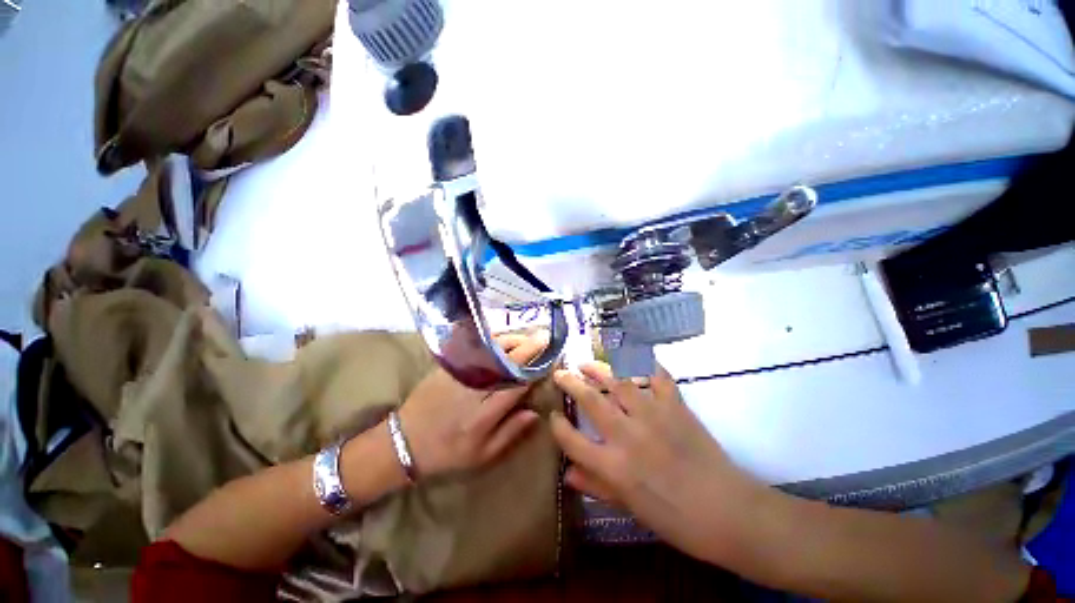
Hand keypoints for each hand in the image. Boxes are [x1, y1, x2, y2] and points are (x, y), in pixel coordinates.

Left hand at [397, 332, 546, 477]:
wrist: (404, 441)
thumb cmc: (447, 453)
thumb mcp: (481, 456)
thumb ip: (510, 433)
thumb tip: (535, 412)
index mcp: (484, 415)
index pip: (517, 385)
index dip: (535, 370)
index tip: (549, 359)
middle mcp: (474, 390)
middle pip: (506, 363)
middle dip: (528, 347)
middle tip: (544, 337)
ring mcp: (460, 374)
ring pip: (491, 351)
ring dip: (512, 340)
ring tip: (527, 336)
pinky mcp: (448, 366)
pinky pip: (473, 348)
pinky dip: (491, 340)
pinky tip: (502, 337)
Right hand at [550, 362, 767, 565]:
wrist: (728, 512)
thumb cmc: (676, 519)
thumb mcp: (631, 508)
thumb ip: (597, 486)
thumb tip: (567, 473)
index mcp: (614, 466)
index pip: (573, 440)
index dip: (558, 426)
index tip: (553, 415)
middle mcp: (628, 435)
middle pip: (590, 400)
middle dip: (571, 383)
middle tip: (560, 372)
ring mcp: (652, 416)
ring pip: (618, 382)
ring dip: (599, 369)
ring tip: (586, 363)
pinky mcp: (675, 406)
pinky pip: (658, 378)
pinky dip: (647, 365)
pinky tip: (635, 358)